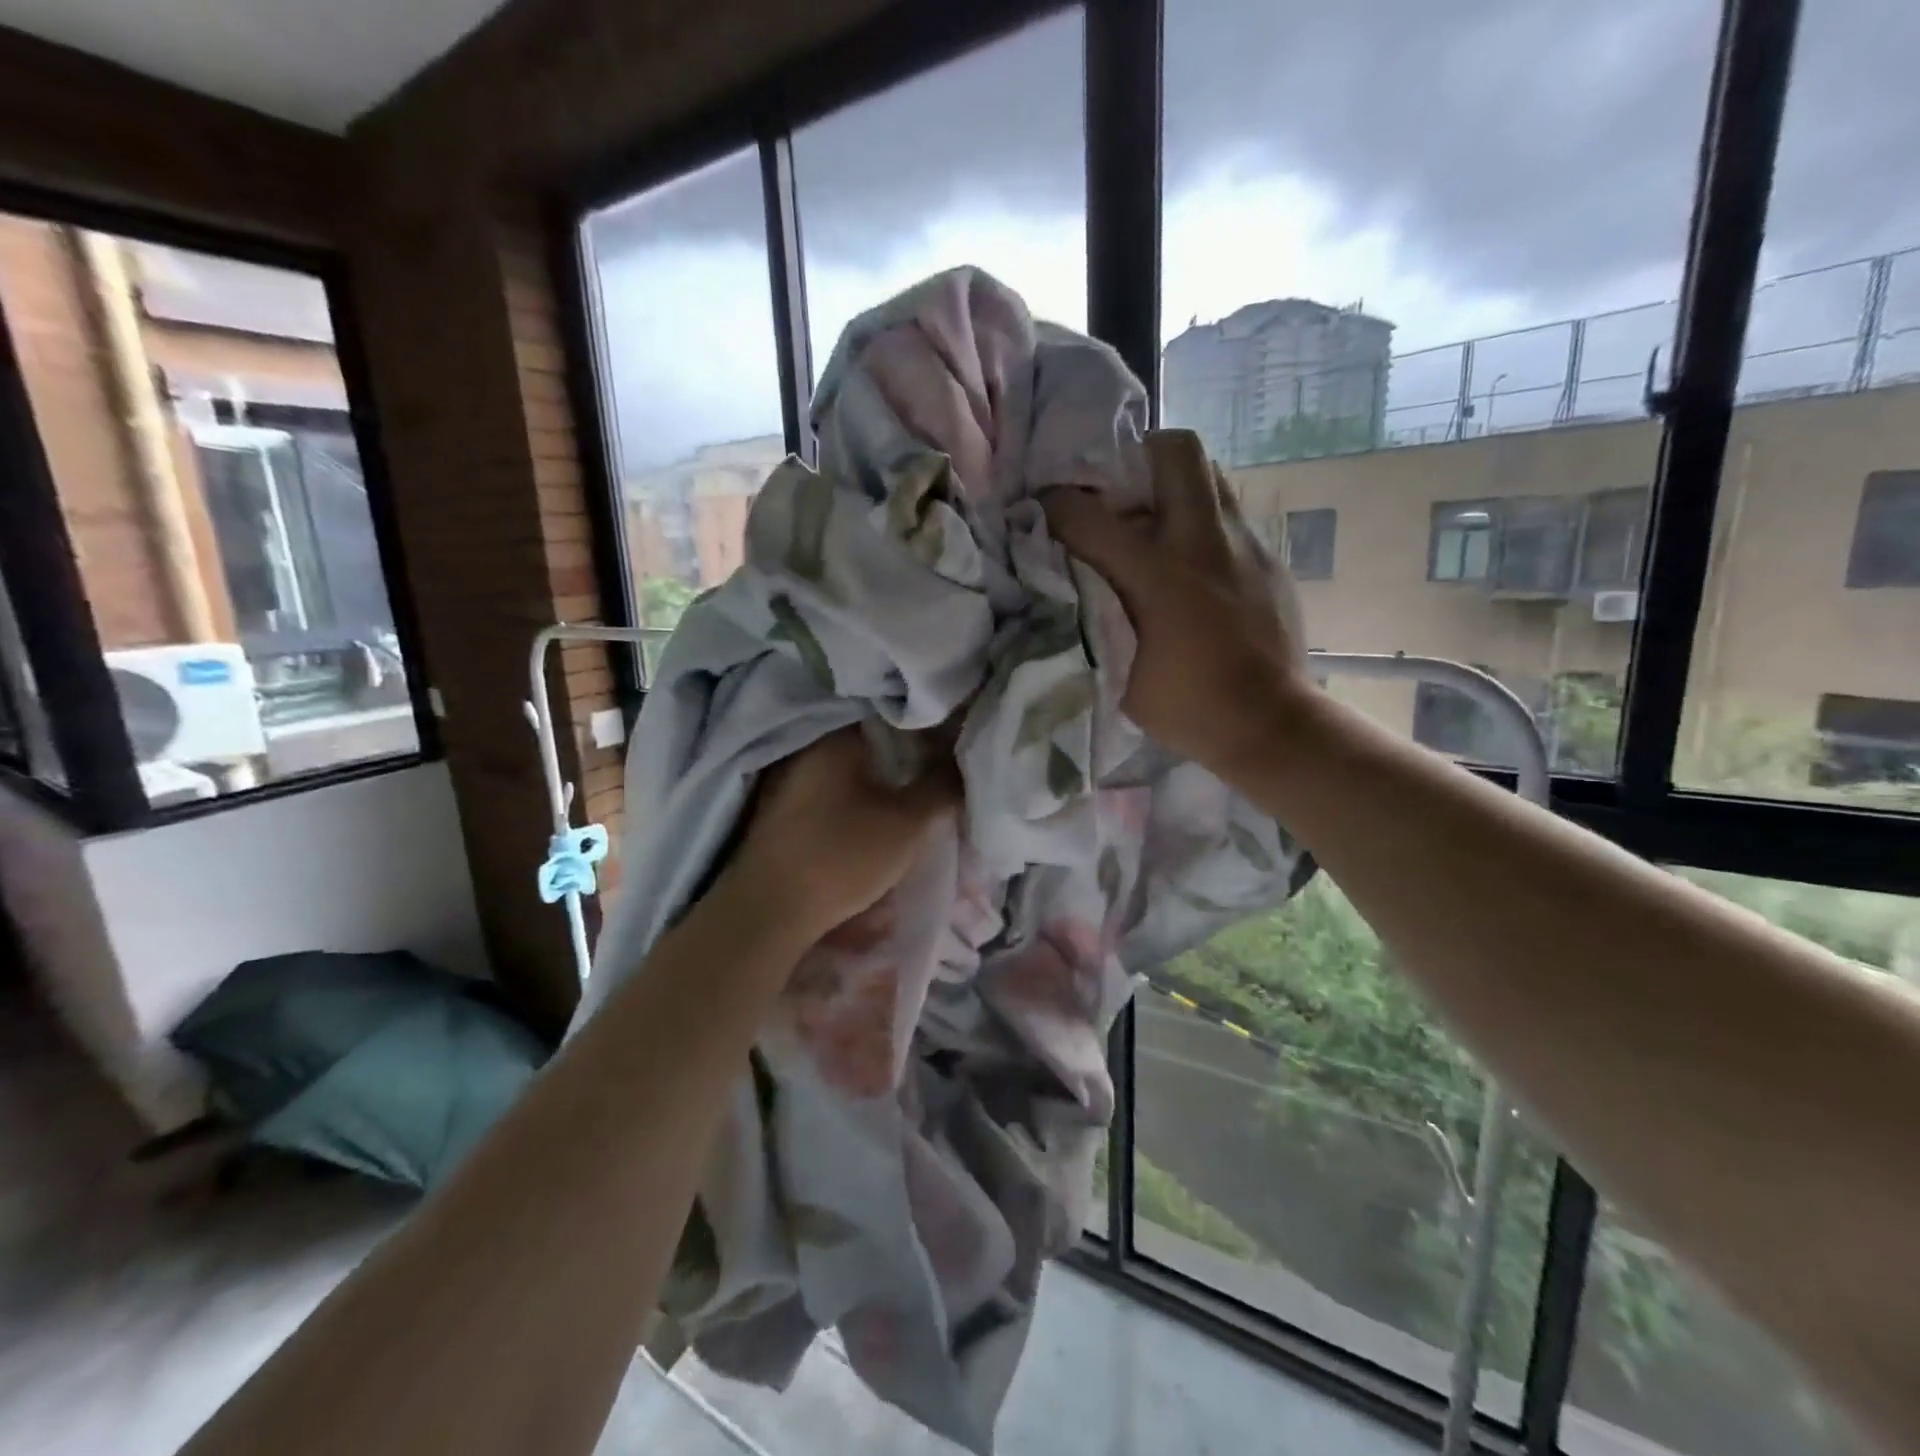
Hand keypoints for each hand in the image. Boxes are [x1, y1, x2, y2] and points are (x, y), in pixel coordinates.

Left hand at [724, 726, 958, 946]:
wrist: (770, 910)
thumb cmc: (841, 855)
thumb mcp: (907, 824)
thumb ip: (942, 788)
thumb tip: (966, 762)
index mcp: (837, 737)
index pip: (893, 714)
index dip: (929, 727)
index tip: (954, 745)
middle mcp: (811, 748)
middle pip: (874, 742)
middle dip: (908, 757)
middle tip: (941, 773)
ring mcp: (793, 778)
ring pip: (855, 768)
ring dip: (884, 779)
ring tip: (917, 795)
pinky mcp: (786, 809)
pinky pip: (836, 789)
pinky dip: (861, 796)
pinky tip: (879, 814)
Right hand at [1043, 429, 1313, 776]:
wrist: (1269, 723)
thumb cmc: (1186, 707)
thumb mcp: (1117, 672)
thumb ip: (1090, 619)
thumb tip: (1069, 584)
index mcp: (1158, 575)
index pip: (1089, 515)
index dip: (1057, 505)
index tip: (1047, 511)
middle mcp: (1203, 542)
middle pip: (1175, 450)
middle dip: (1138, 457)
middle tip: (1120, 495)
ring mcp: (1244, 544)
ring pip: (1211, 473)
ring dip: (1176, 484)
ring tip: (1157, 522)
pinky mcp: (1270, 558)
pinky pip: (1231, 512)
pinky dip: (1203, 520)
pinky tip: (1194, 562)